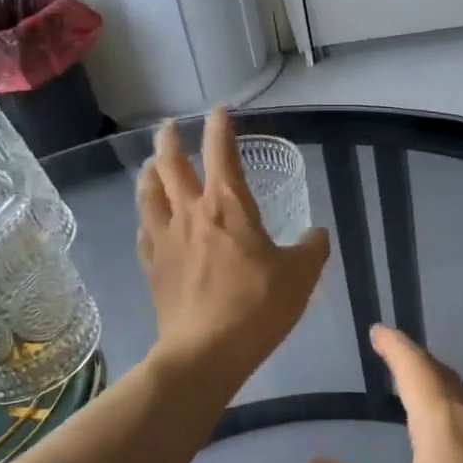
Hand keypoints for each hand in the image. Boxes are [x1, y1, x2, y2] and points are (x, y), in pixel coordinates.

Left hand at [138, 110, 329, 390]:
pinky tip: (149, 220)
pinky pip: (145, 231)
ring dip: (150, 173)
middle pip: (172, 165)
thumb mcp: (300, 276)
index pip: (222, 152)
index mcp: (228, 206)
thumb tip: (317, 234)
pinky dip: (146, 216)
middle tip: (170, 128)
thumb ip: (311, 249)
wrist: (205, 352)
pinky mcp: (153, 266)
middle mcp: (191, 213)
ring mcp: (166, 239)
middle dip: (170, 141)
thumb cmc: (257, 307)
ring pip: (149, 193)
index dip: (220, 127)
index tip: (219, 111)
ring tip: (152, 165)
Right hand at [303, 326, 462, 462]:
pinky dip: (460, 428)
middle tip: (394, 360)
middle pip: (450, 384)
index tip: (380, 330)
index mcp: (449, 431)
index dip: (396, 348)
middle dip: (420, 367)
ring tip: (419, 404)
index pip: (418, 370)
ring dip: (443, 397)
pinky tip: (457, 461)